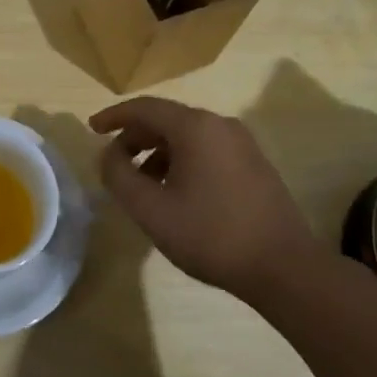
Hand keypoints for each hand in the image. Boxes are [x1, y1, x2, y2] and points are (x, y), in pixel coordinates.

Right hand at [90, 96, 327, 298]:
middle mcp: (220, 125)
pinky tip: (175, 192)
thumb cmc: (211, 234)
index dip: (114, 116)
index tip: (92, 129)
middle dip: (135, 137)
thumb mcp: (151, 209)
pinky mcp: (255, 165)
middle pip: (166, 119)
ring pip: (188, 136)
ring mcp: (242, 144)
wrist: (285, 268)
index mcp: (195, 127)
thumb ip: (119, 176)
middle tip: (114, 162)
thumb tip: (108, 154)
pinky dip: (182, 161)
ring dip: (158, 152)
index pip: (144, 108)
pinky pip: (207, 150)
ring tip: (142, 184)